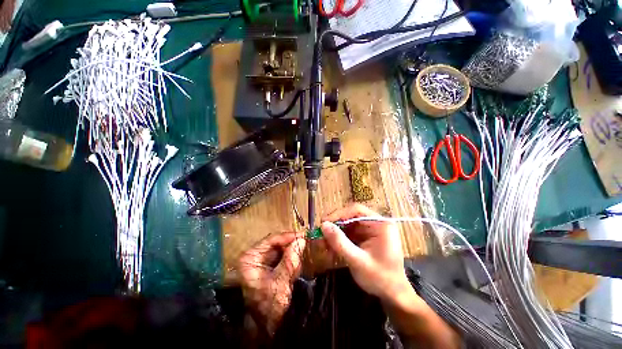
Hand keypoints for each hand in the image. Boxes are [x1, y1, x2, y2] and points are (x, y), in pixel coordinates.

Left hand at [239, 232, 305, 334]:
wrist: (265, 326)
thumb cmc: (269, 305)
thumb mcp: (281, 282)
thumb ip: (290, 259)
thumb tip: (301, 240)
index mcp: (251, 257)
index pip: (271, 239)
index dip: (288, 236)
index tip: (303, 236)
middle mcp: (255, 255)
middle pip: (277, 243)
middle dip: (290, 247)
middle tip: (304, 249)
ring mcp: (262, 260)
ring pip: (281, 249)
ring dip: (292, 255)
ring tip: (296, 268)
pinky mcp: (269, 265)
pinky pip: (283, 257)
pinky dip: (291, 261)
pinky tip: (294, 272)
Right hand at [322, 205, 460, 347]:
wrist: (393, 295)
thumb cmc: (380, 278)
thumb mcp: (358, 261)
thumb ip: (340, 243)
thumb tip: (323, 225)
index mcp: (381, 224)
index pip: (356, 210)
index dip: (338, 214)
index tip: (324, 222)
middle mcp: (376, 223)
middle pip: (350, 216)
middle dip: (335, 225)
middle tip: (320, 232)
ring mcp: (370, 230)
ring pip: (348, 225)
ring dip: (335, 233)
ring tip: (323, 242)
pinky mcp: (365, 237)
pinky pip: (349, 233)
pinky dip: (339, 239)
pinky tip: (331, 247)